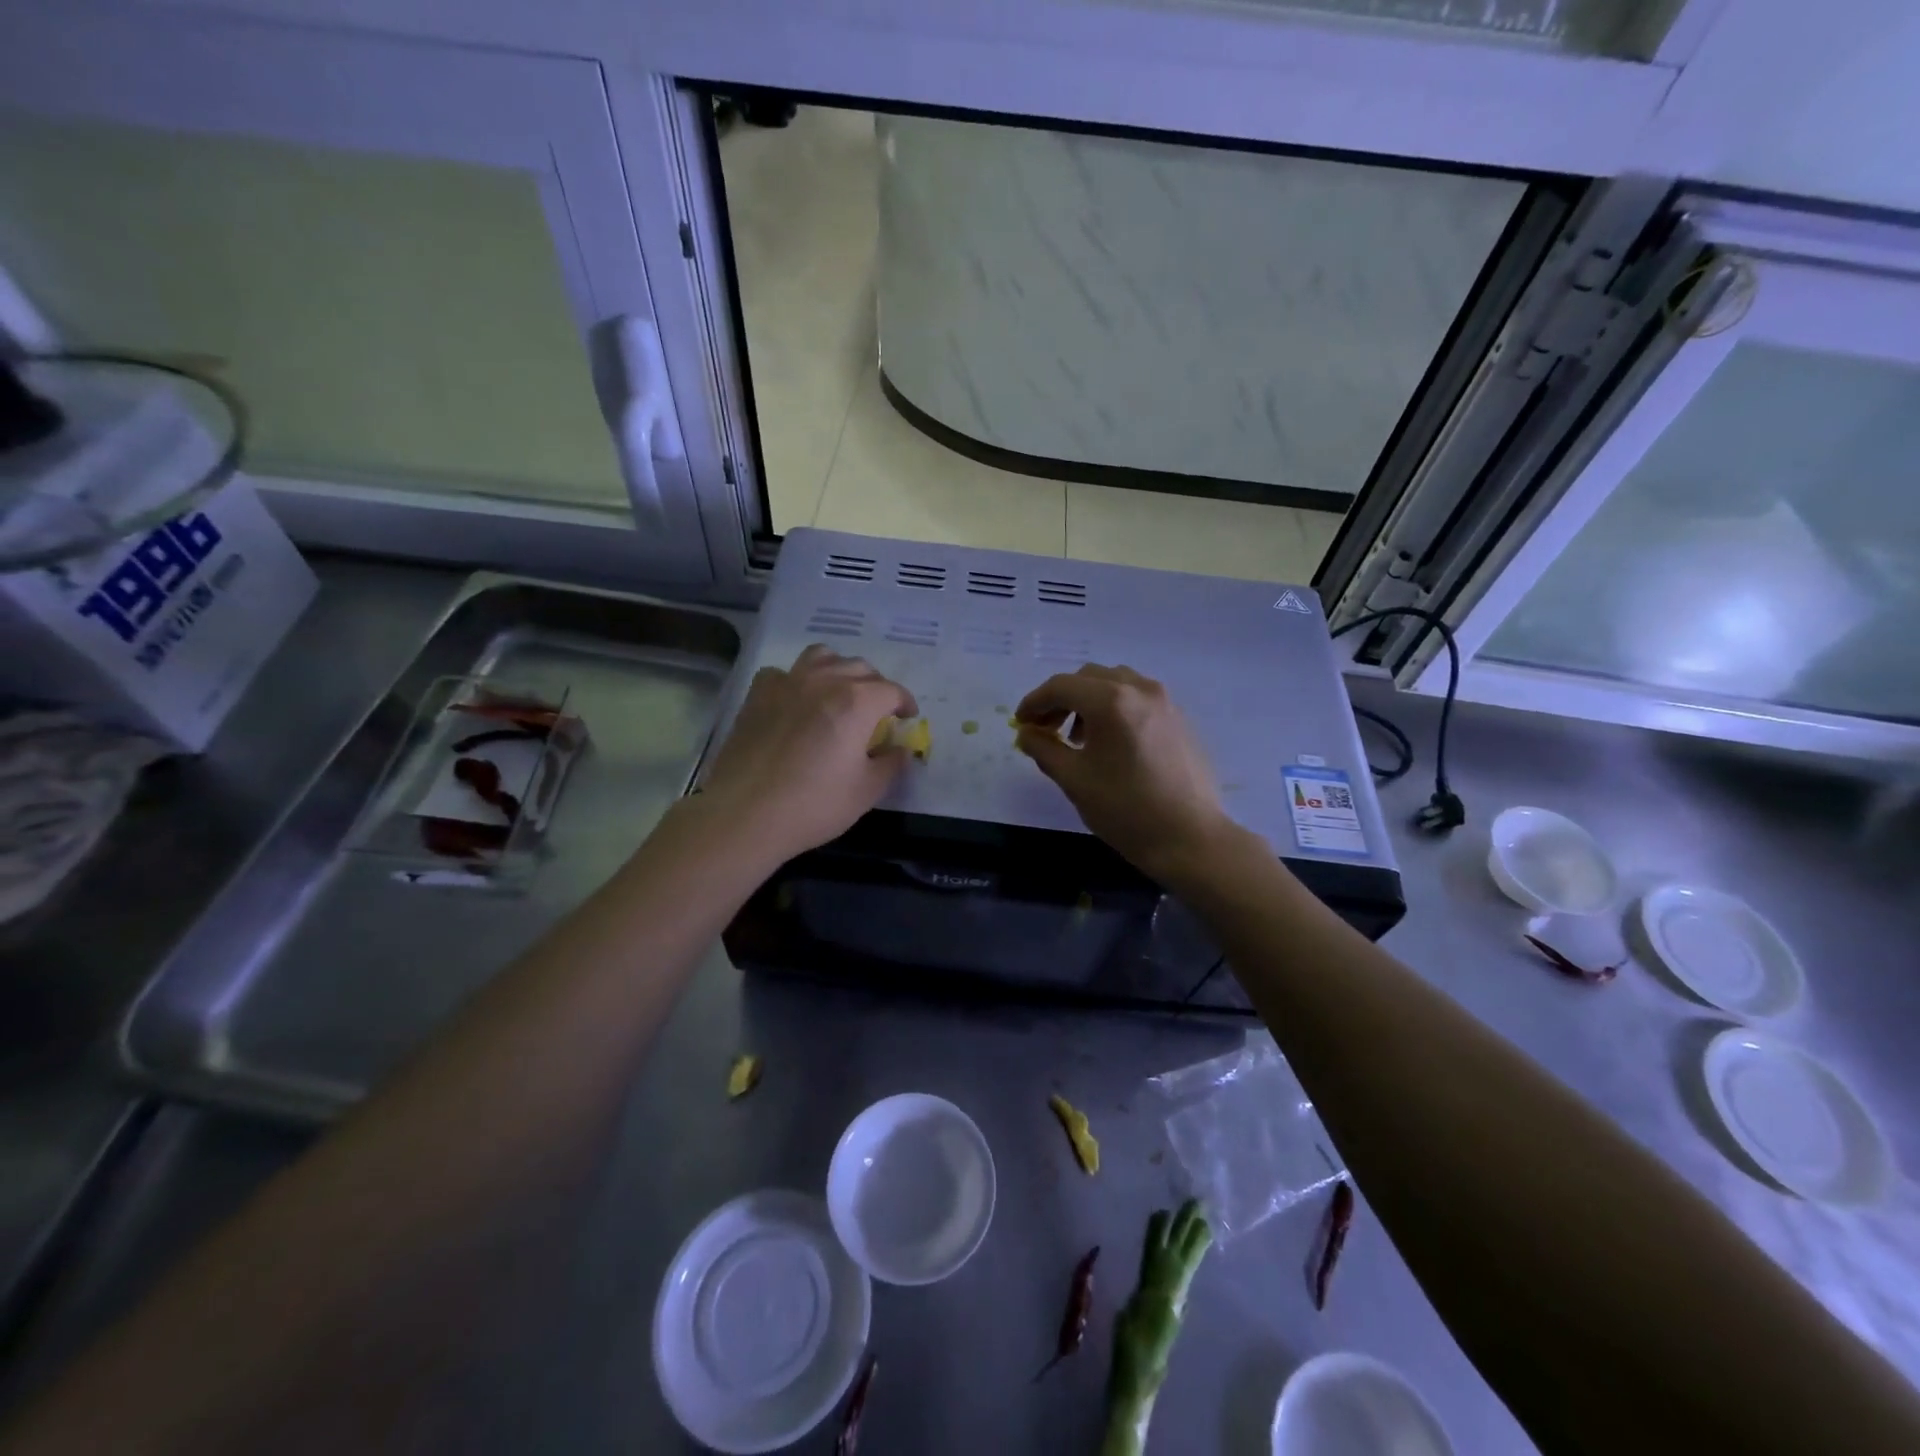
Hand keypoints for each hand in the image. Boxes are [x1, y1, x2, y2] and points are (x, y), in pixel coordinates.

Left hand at [697, 645, 917, 863]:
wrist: (745, 813)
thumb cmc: (814, 804)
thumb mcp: (867, 791)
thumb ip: (891, 764)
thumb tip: (901, 749)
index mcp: (857, 702)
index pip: (892, 690)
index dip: (905, 703)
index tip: (907, 719)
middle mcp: (824, 681)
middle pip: (860, 668)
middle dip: (876, 686)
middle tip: (877, 712)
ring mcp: (787, 682)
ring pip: (822, 657)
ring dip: (838, 670)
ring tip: (839, 693)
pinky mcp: (758, 694)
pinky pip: (784, 672)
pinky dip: (797, 680)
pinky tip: (796, 702)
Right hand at [1014, 665, 1232, 882]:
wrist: (1190, 838)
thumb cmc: (1126, 810)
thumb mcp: (1074, 779)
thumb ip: (1043, 748)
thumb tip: (1026, 733)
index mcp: (1111, 701)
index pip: (1061, 686)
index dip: (1034, 702)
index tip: (1020, 723)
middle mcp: (1140, 689)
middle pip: (1088, 678)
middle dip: (1061, 699)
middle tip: (1045, 729)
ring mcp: (1164, 701)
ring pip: (1115, 683)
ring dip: (1088, 701)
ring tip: (1078, 738)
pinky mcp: (1179, 718)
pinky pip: (1137, 697)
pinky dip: (1114, 707)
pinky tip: (1109, 742)